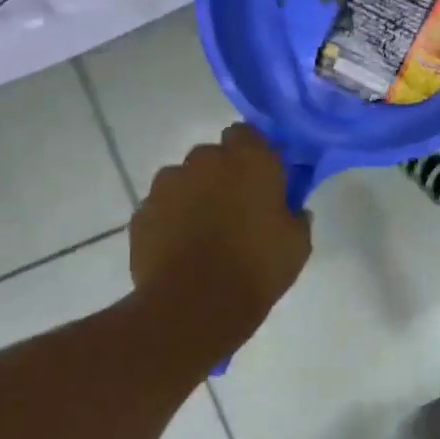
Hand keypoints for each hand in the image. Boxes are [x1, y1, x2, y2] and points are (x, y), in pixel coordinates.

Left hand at [130, 124, 311, 349]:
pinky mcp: (142, 212)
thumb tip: (291, 209)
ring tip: (204, 232)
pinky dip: (171, 219)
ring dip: (194, 195)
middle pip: (214, 156)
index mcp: (249, 160)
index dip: (254, 152)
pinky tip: (181, 248)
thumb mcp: (297, 243)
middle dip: (223, 174)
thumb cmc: (257, 267)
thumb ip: (295, 215)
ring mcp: (167, 185)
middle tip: (237, 208)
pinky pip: (162, 207)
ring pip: (184, 180)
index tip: (263, 178)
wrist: (194, 306)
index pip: (247, 133)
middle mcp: (205, 161)